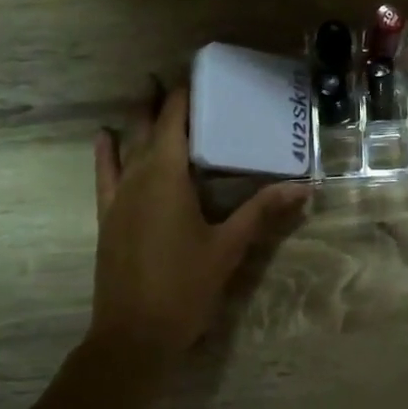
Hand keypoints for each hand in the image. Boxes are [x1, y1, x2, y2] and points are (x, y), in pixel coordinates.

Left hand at [92, 81, 309, 356]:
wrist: (133, 335)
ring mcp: (118, 198)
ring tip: (144, 94)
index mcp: (168, 177)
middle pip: (147, 128)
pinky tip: (104, 137)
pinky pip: (104, 175)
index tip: (197, 73)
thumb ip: (262, 212)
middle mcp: (138, 178)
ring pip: (125, 147)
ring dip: (135, 120)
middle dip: (159, 101)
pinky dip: (106, 153)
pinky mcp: (108, 218)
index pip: (174, 121)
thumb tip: (303, 187)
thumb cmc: (185, 287)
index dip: (183, 95)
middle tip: (171, 76)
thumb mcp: (229, 247)